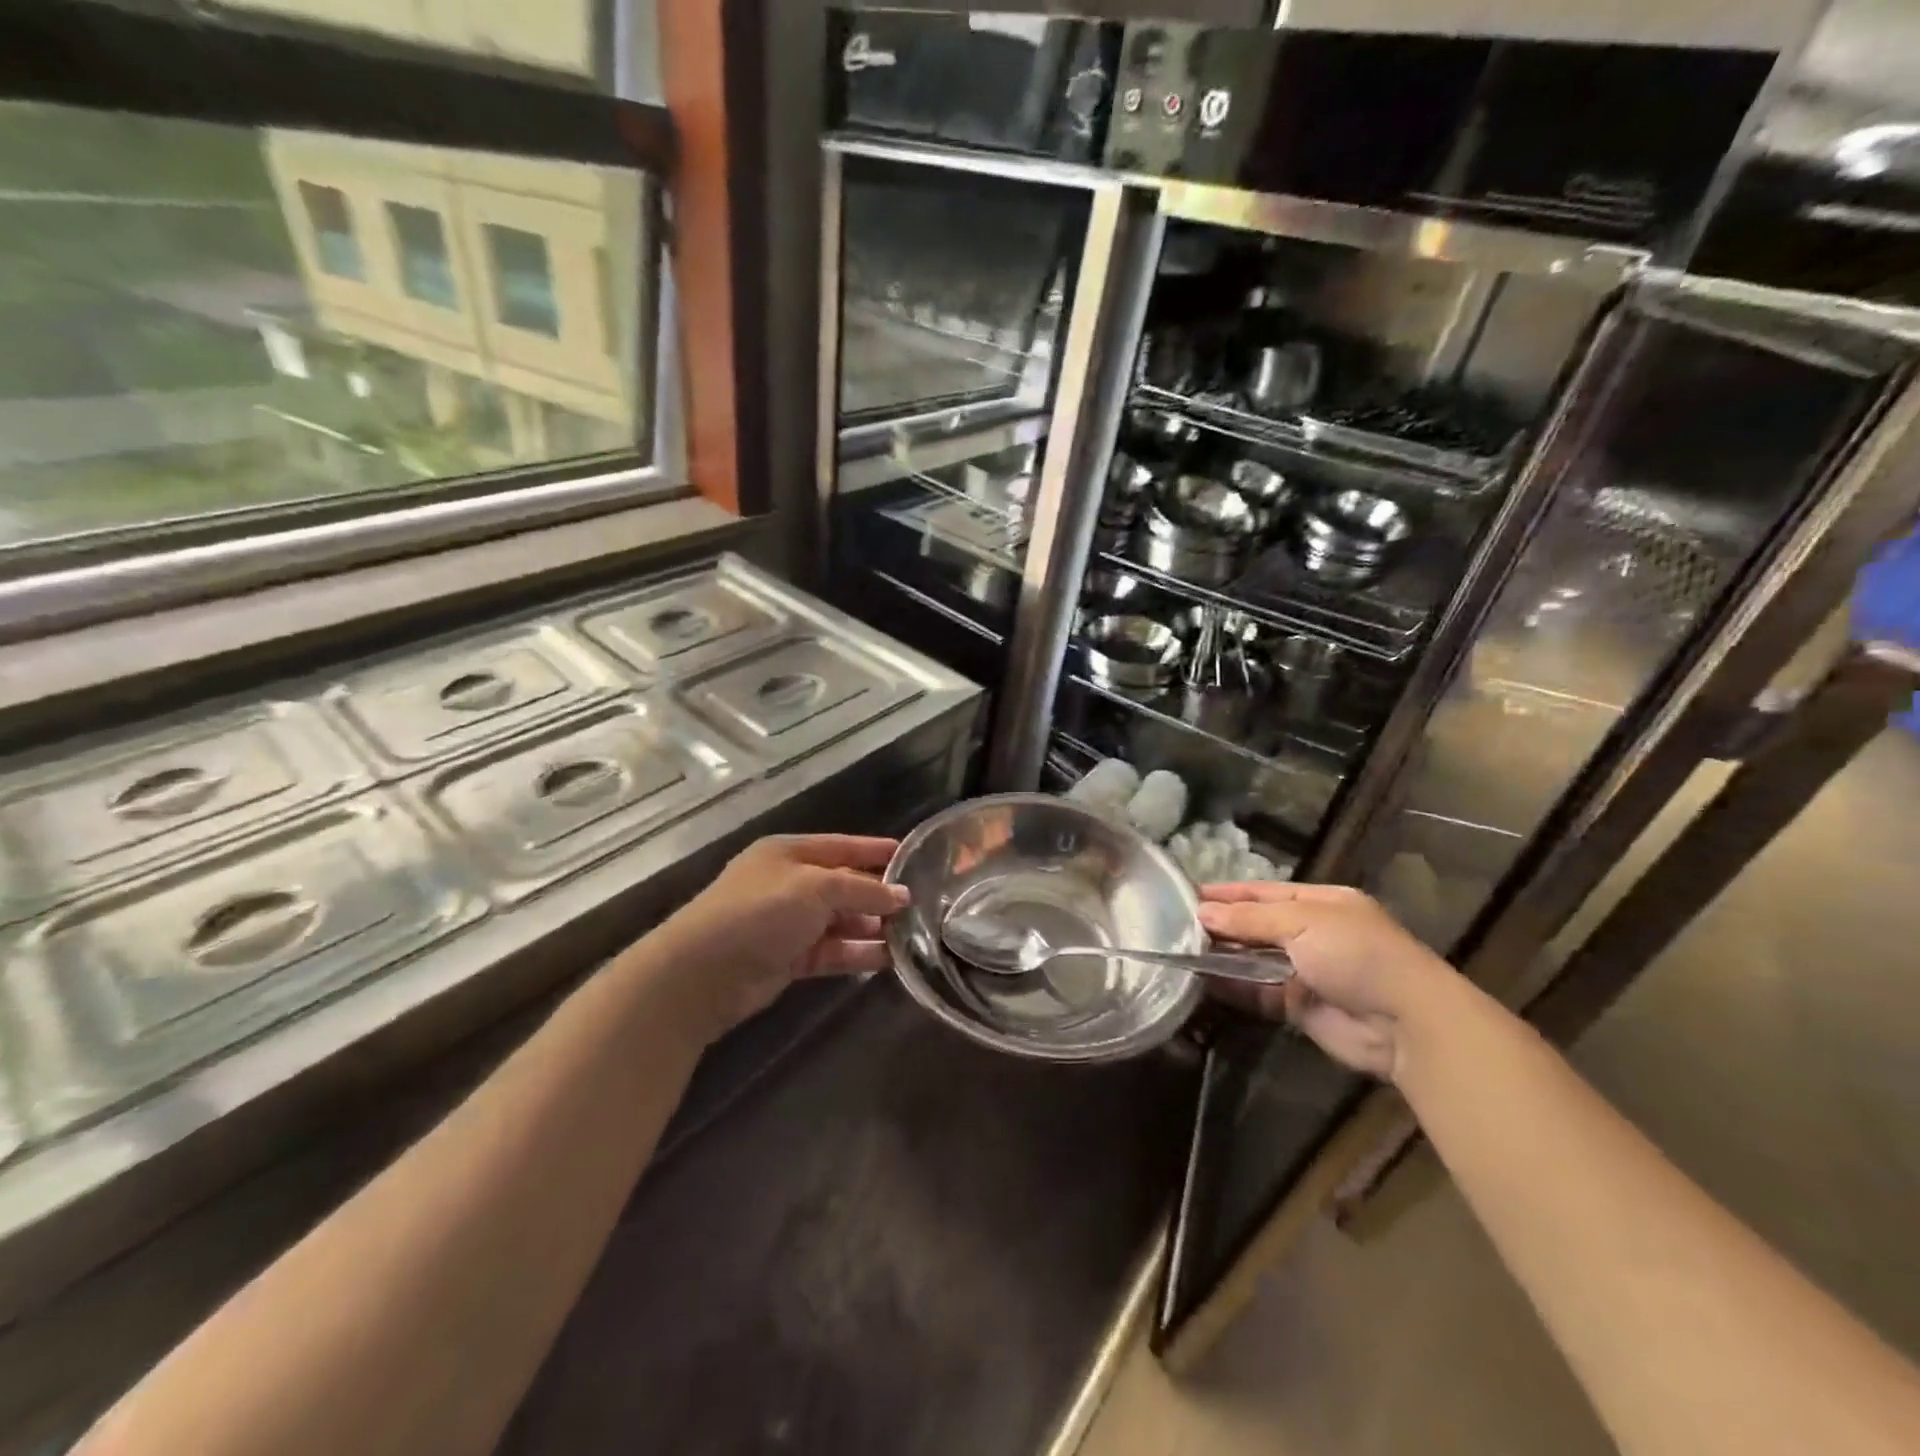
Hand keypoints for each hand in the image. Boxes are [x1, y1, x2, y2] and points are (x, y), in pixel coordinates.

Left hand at [648, 835, 908, 1037]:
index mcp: (790, 853)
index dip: (876, 850)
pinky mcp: (790, 958)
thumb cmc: (760, 911)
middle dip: (879, 895)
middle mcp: (791, 884)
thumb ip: (862, 889)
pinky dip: (858, 954)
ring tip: (913, 935)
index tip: (912, 856)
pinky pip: (834, 951)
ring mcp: (790, 923)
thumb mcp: (816, 888)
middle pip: (844, 885)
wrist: (703, 972)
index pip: (843, 846)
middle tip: (922, 905)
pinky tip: (890, 959)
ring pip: (842, 921)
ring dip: (873, 928)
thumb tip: (902, 896)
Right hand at [1198, 882, 1457, 1082]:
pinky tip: (1198, 981)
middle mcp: (1310, 934)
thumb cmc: (1356, 954)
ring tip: (1177, 950)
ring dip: (1220, 956)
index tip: (1186, 894)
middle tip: (1172, 923)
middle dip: (1219, 925)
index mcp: (1319, 903)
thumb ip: (1250, 918)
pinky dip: (1230, 987)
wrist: (1405, 1023)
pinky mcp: (1296, 1007)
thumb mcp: (1302, 922)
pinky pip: (1255, 993)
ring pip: (1251, 959)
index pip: (1263, 892)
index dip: (1226, 893)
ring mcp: (1303, 971)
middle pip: (1255, 925)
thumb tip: (1202, 912)